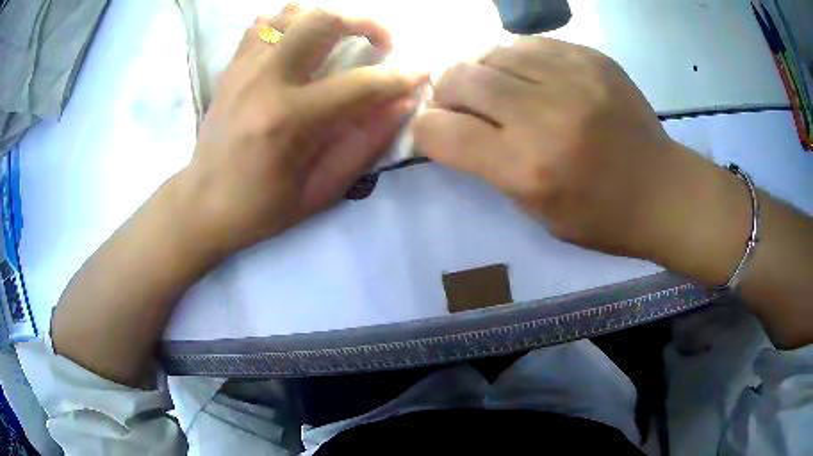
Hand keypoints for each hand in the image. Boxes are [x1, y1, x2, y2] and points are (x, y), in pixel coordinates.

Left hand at [182, 6, 426, 254]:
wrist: (201, 205)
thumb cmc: (260, 208)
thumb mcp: (319, 191)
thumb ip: (364, 144)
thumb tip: (401, 103)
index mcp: (290, 121)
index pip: (361, 84)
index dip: (400, 76)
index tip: (420, 72)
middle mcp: (266, 81)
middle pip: (323, 20)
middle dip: (365, 22)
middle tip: (381, 42)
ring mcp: (244, 68)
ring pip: (292, 12)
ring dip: (326, 19)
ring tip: (340, 40)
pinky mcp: (232, 67)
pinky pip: (263, 23)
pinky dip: (289, 23)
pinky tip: (299, 42)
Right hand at [413, 37, 690, 258]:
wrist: (663, 191)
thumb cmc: (600, 216)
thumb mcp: (535, 211)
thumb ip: (488, 165)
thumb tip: (454, 124)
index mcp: (527, 168)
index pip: (440, 131)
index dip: (426, 129)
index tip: (437, 132)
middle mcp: (544, 115)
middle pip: (459, 77)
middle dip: (446, 92)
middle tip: (461, 104)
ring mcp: (572, 78)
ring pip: (491, 51)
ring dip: (482, 71)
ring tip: (498, 88)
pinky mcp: (592, 58)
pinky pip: (530, 43)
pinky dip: (517, 58)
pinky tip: (530, 75)